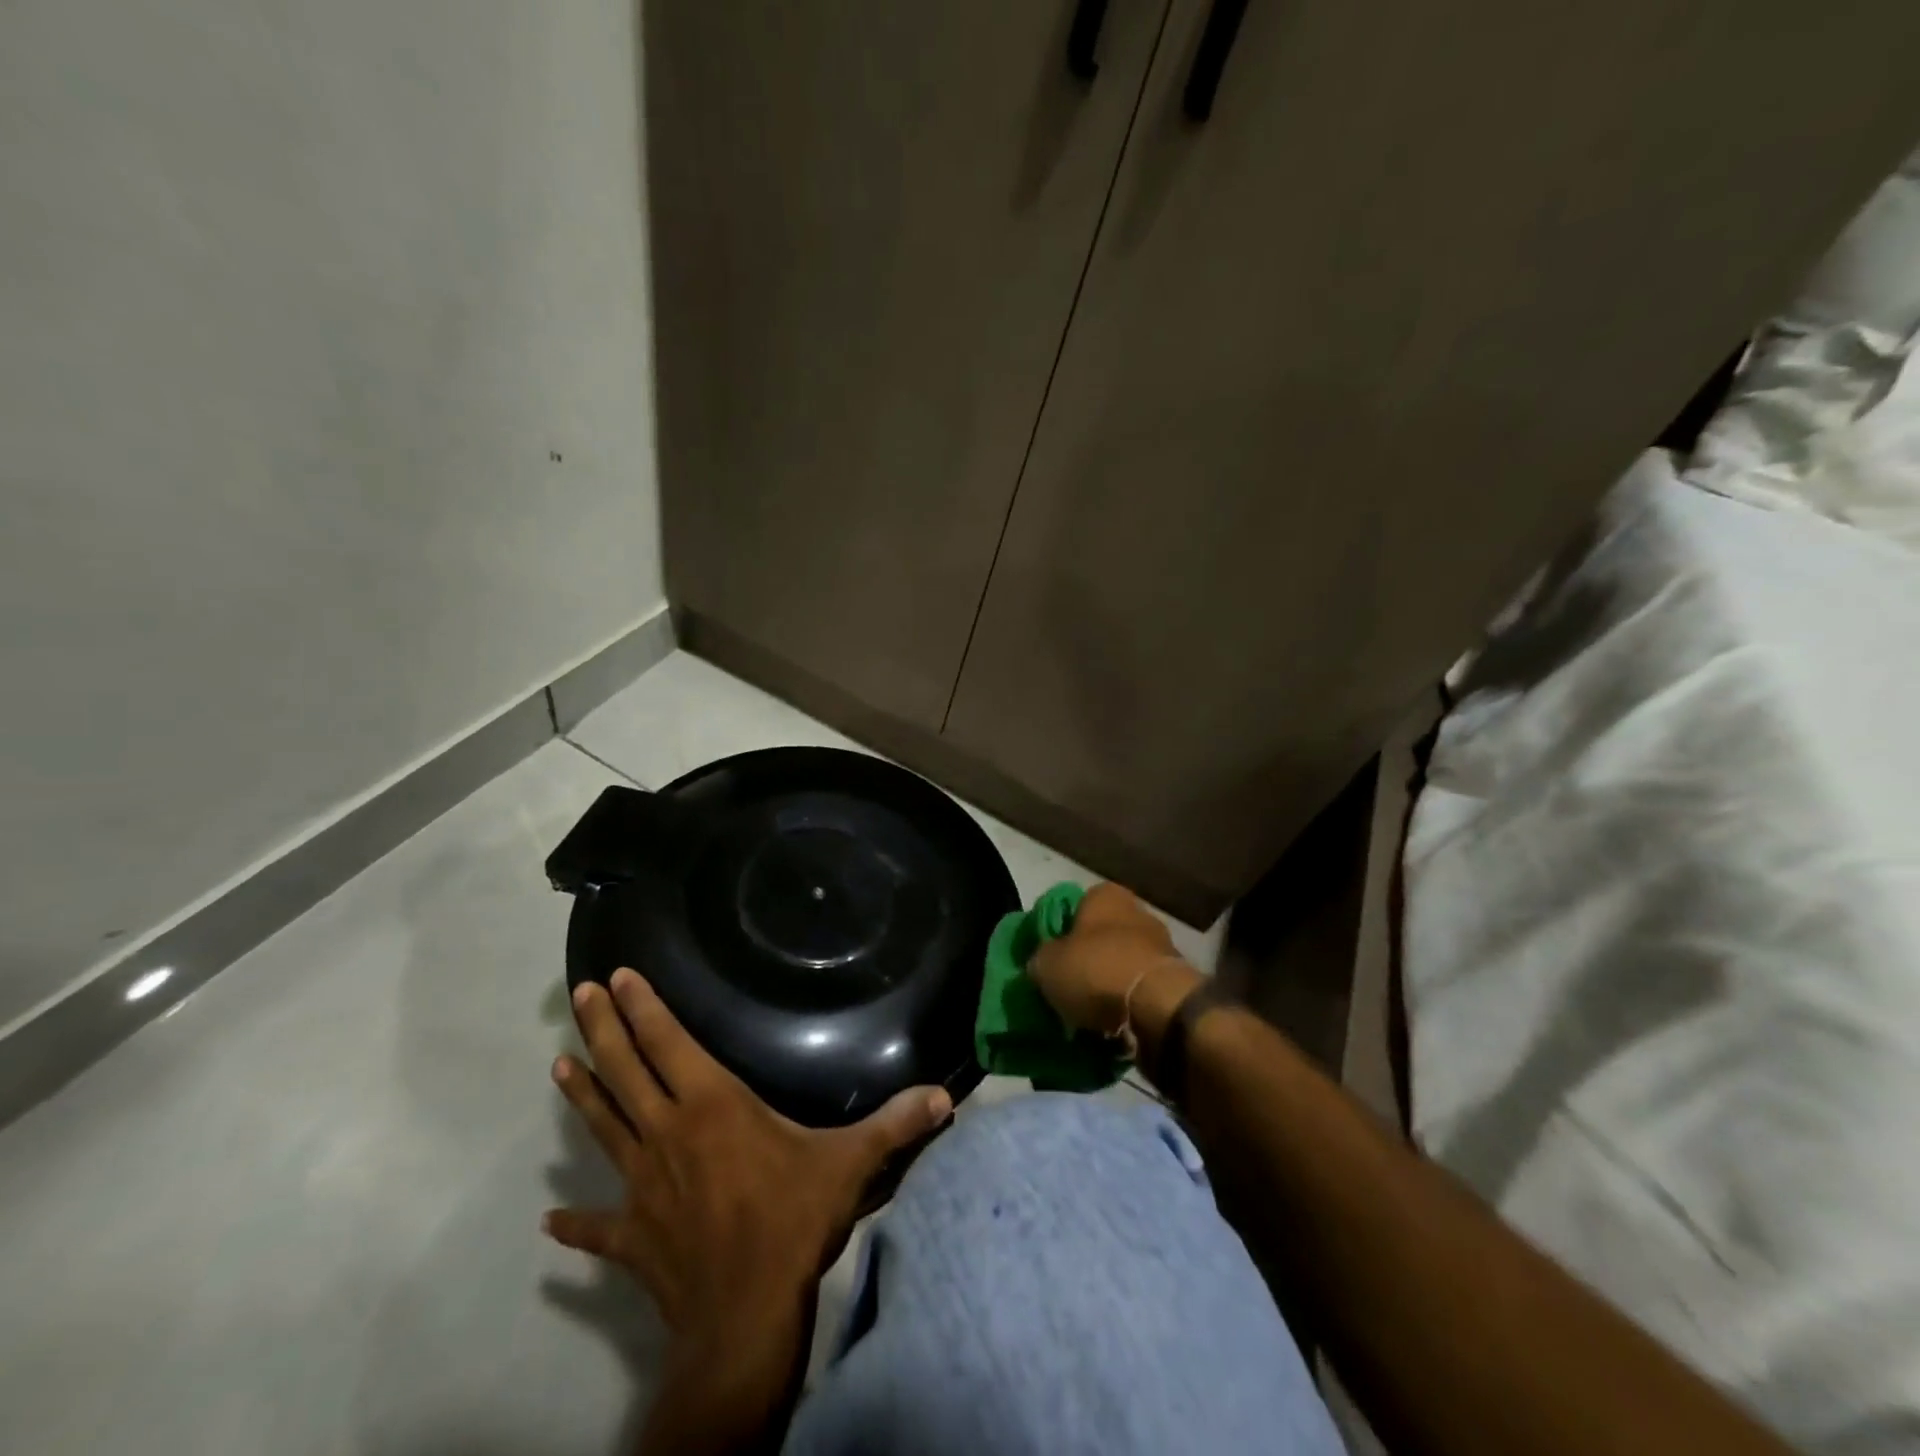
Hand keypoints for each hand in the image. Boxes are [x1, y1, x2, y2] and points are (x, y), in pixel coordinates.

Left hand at [547, 967, 951, 1454]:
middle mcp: (668, 1133)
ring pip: (604, 1127)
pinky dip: (575, 1222)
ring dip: (582, 1095)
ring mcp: (642, 1185)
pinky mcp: (632, 1236)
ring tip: (558, 1063)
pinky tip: (551, 1220)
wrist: (745, 1318)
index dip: (644, 1007)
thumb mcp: (850, 1164)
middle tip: (581, 994)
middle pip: (626, 1071)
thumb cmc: (793, 1221)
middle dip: (604, 1028)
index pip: (669, 1043)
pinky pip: (598, 1227)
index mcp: (712, 1106)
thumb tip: (946, 1095)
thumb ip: (894, 1124)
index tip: (620, 976)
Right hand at [1029, 883, 1201, 1049]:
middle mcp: (1136, 911)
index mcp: (1104, 895)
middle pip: (1101, 936)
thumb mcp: (1046, 964)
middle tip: (1066, 986)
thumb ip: (1041, 958)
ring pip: (1122, 963)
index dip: (1059, 931)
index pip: (1075, 906)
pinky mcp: (1175, 980)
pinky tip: (1111, 1024)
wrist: (1158, 1008)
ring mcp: (1160, 945)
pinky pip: (1140, 990)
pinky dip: (1127, 1004)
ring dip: (1108, 984)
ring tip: (1087, 1013)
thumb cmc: (1096, 970)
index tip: (1049, 957)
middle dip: (1086, 959)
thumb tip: (1042, 964)